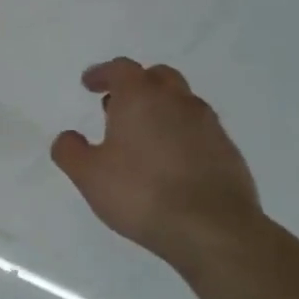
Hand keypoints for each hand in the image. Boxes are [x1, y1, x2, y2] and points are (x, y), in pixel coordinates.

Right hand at [51, 59, 262, 265]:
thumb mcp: (88, 175)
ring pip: (182, 102)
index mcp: (140, 98)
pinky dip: (181, 133)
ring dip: (161, 109)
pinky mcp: (228, 151)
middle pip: (158, 76)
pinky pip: (200, 130)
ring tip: (143, 136)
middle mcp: (177, 102)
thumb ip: (70, 150)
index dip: (102, 73)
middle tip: (117, 105)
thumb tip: (69, 137)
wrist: (213, 229)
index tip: (89, 85)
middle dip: (136, 85)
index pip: (121, 68)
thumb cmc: (141, 193)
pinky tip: (170, 161)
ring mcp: (208, 126)